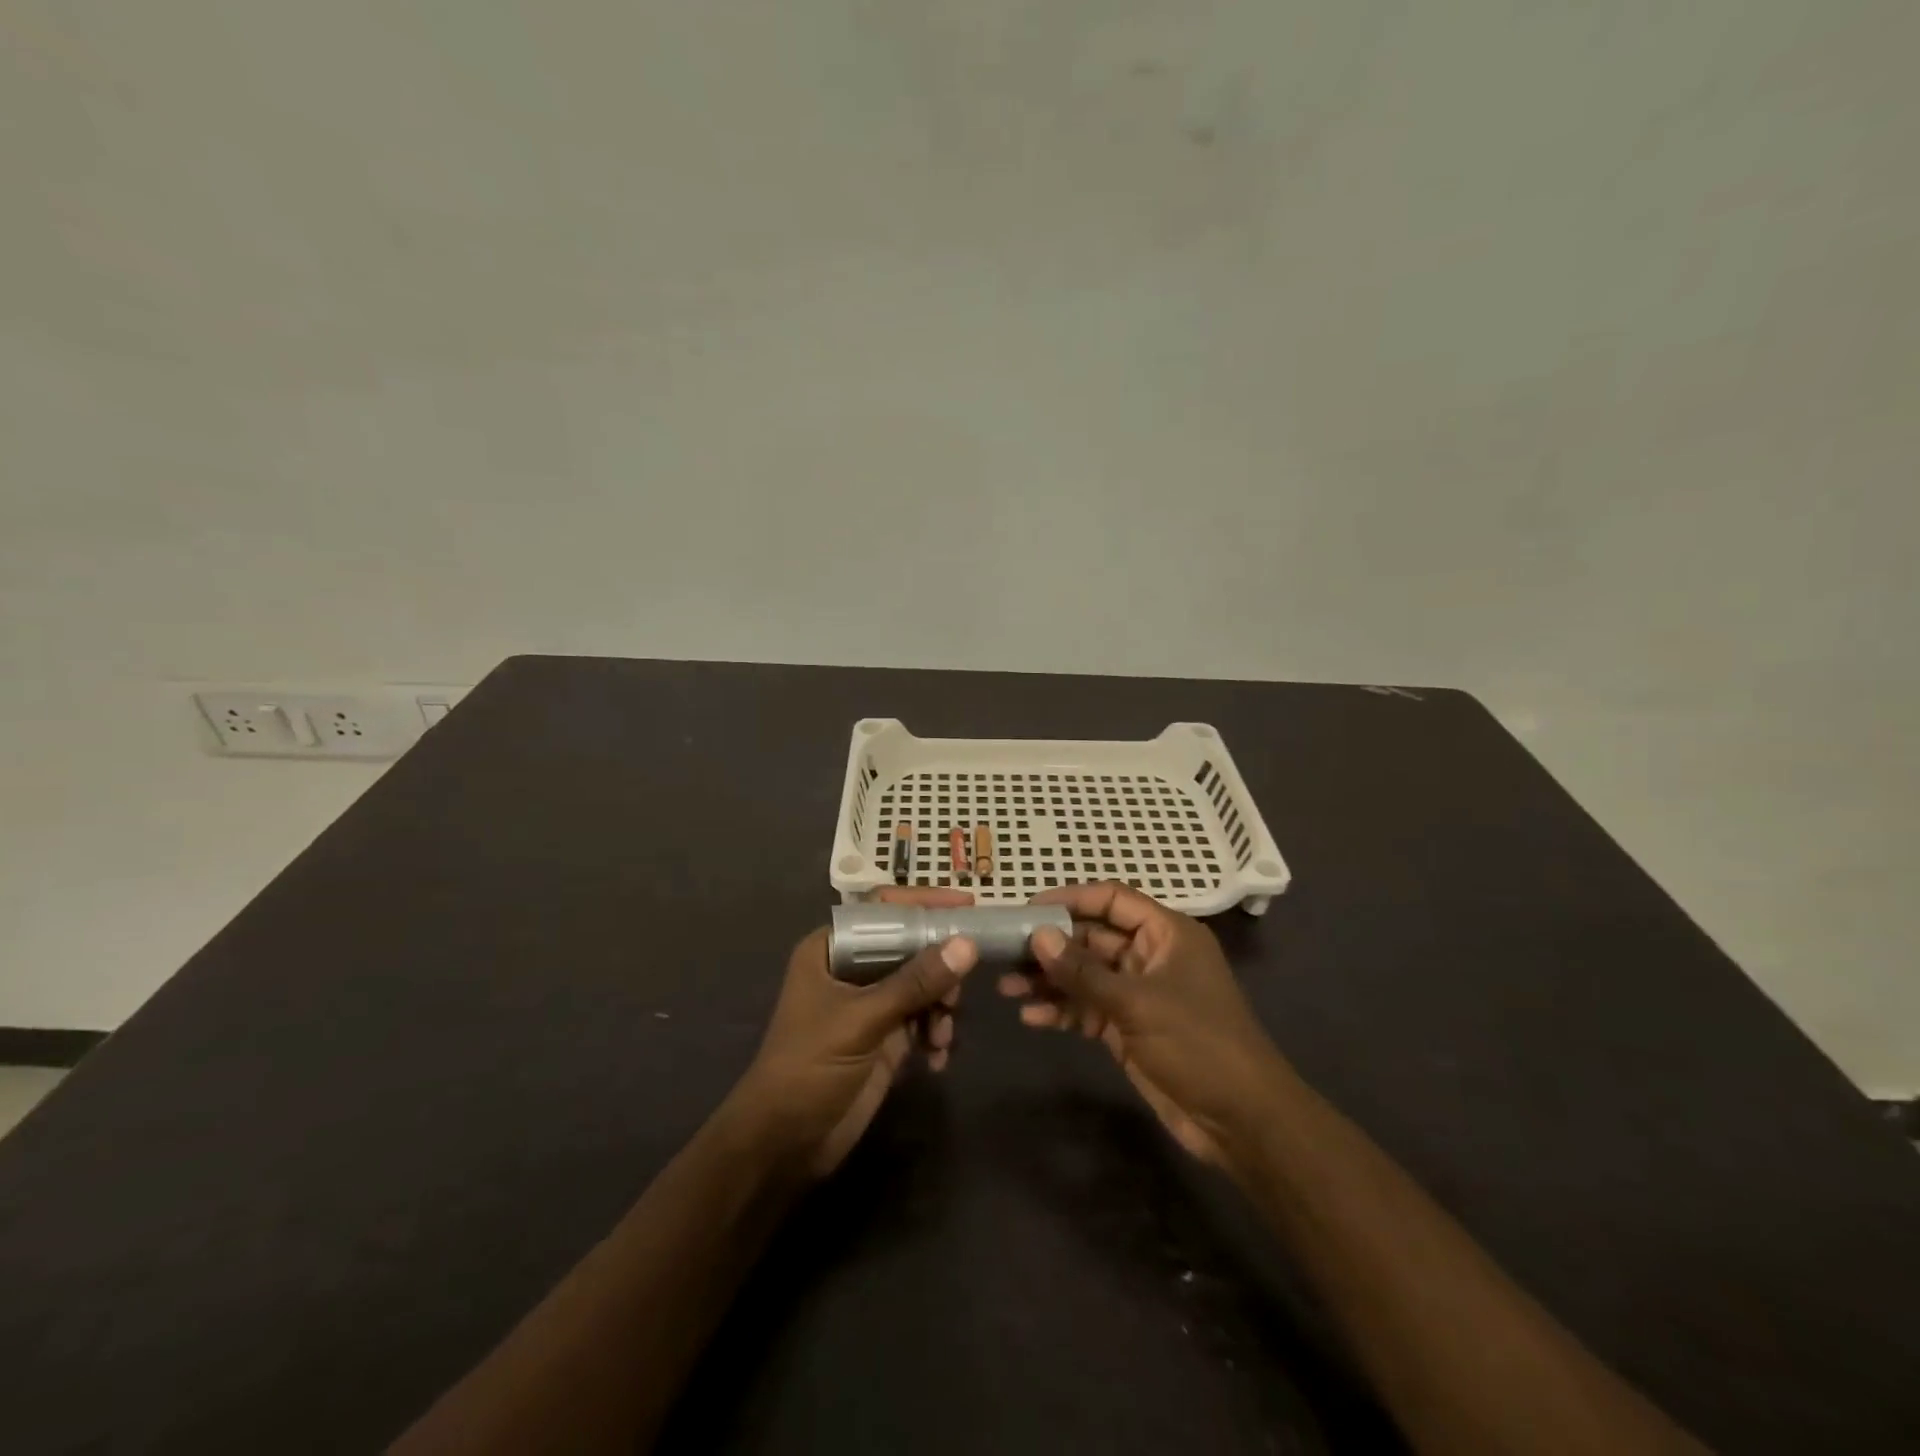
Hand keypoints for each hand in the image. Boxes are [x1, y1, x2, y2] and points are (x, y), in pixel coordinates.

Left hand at [731, 887, 978, 1179]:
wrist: (784, 1144)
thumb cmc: (809, 1067)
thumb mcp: (862, 1020)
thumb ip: (915, 983)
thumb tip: (966, 945)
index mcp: (833, 949)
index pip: (883, 910)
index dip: (924, 903)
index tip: (966, 904)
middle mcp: (853, 969)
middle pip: (910, 947)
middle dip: (940, 968)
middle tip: (957, 992)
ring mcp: (871, 1004)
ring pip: (923, 985)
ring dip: (941, 1006)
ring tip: (942, 1036)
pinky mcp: (885, 1038)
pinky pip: (924, 1020)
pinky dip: (936, 1034)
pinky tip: (937, 1058)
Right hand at [1000, 881, 1282, 1171]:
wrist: (1240, 1120)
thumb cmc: (1197, 1043)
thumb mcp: (1137, 1003)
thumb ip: (1084, 972)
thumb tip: (1037, 936)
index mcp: (1166, 933)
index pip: (1113, 900)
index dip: (1071, 899)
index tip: (1028, 908)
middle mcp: (1150, 957)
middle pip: (1092, 939)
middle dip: (1051, 946)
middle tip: (1004, 951)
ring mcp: (1139, 994)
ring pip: (1085, 976)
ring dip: (1049, 981)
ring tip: (1005, 987)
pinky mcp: (1129, 1028)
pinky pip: (1088, 1009)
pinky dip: (1062, 1011)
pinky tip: (1030, 1017)